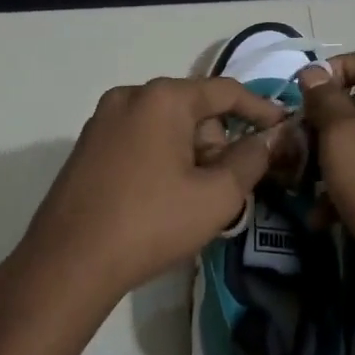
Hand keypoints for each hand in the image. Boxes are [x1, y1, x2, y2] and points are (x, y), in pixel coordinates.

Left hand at [0, 77, 289, 339]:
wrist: (69, 263)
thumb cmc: (151, 223)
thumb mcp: (216, 196)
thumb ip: (252, 159)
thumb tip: (272, 137)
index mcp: (162, 98)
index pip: (226, 92)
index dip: (261, 110)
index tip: (285, 131)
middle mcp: (130, 97)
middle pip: (194, 110)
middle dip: (218, 144)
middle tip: (228, 189)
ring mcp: (102, 121)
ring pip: (166, 128)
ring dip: (190, 156)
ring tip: (194, 202)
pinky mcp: (87, 148)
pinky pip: (140, 142)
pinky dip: (161, 161)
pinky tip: (162, 201)